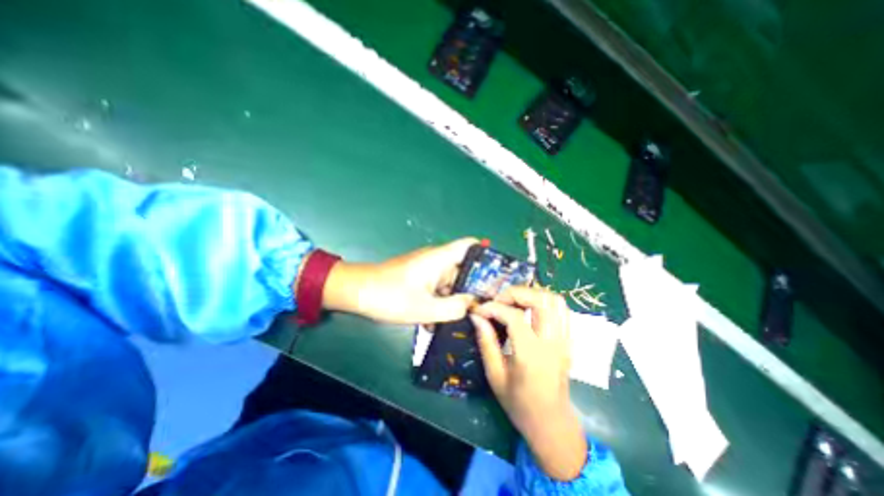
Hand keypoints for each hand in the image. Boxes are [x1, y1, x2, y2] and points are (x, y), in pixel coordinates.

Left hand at [323, 236, 475, 322]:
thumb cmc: (390, 296)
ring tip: (464, 318)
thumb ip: (454, 308)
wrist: (358, 293)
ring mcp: (427, 270)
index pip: (469, 245)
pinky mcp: (419, 279)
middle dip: (474, 286)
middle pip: (464, 268)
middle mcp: (436, 260)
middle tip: (486, 306)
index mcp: (440, 258)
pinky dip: (440, 302)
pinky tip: (438, 322)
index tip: (498, 273)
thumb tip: (474, 304)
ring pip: (450, 282)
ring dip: (455, 299)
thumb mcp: (426, 309)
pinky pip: (437, 288)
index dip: (486, 253)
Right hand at [470, 285, 584, 481]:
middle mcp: (552, 343)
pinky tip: (529, 308)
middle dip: (516, 293)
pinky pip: (561, 309)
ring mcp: (564, 340)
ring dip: (531, 294)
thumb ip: (486, 342)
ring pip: (555, 300)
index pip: (514, 317)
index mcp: (531, 355)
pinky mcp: (568, 339)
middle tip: (499, 301)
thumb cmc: (519, 403)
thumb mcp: (495, 375)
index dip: (493, 308)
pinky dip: (543, 301)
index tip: (480, 310)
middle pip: (540, 300)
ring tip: (513, 302)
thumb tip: (476, 316)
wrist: (552, 423)